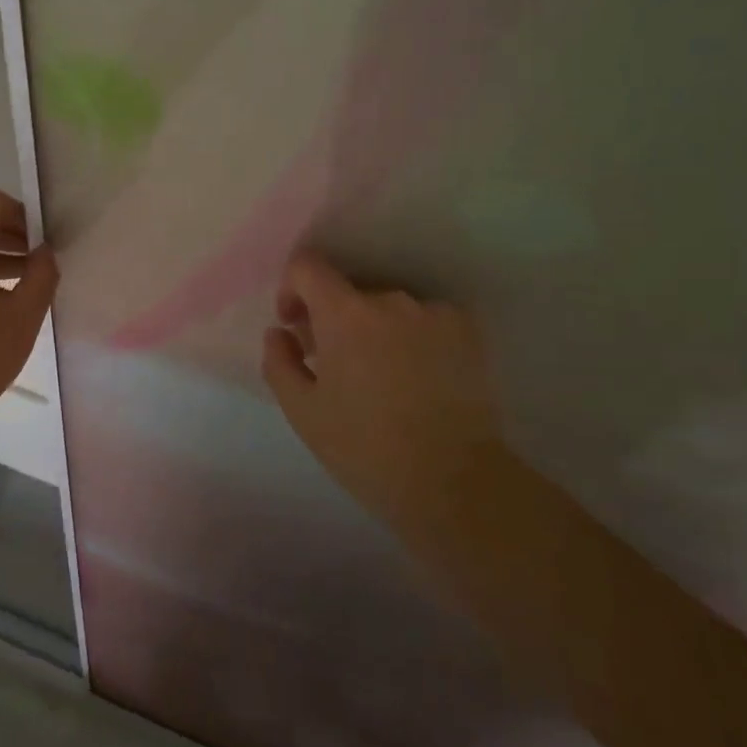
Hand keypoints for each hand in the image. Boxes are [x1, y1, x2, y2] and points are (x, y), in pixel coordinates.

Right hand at [262, 251, 502, 526]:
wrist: (453, 481)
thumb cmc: (365, 447)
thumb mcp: (303, 412)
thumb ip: (280, 362)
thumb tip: (280, 333)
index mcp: (345, 313)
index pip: (307, 266)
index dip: (291, 288)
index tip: (295, 326)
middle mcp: (390, 299)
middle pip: (348, 290)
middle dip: (332, 318)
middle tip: (332, 363)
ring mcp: (433, 312)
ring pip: (386, 307)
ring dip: (372, 328)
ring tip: (378, 376)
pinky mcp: (467, 331)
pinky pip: (422, 319)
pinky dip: (409, 337)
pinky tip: (414, 378)